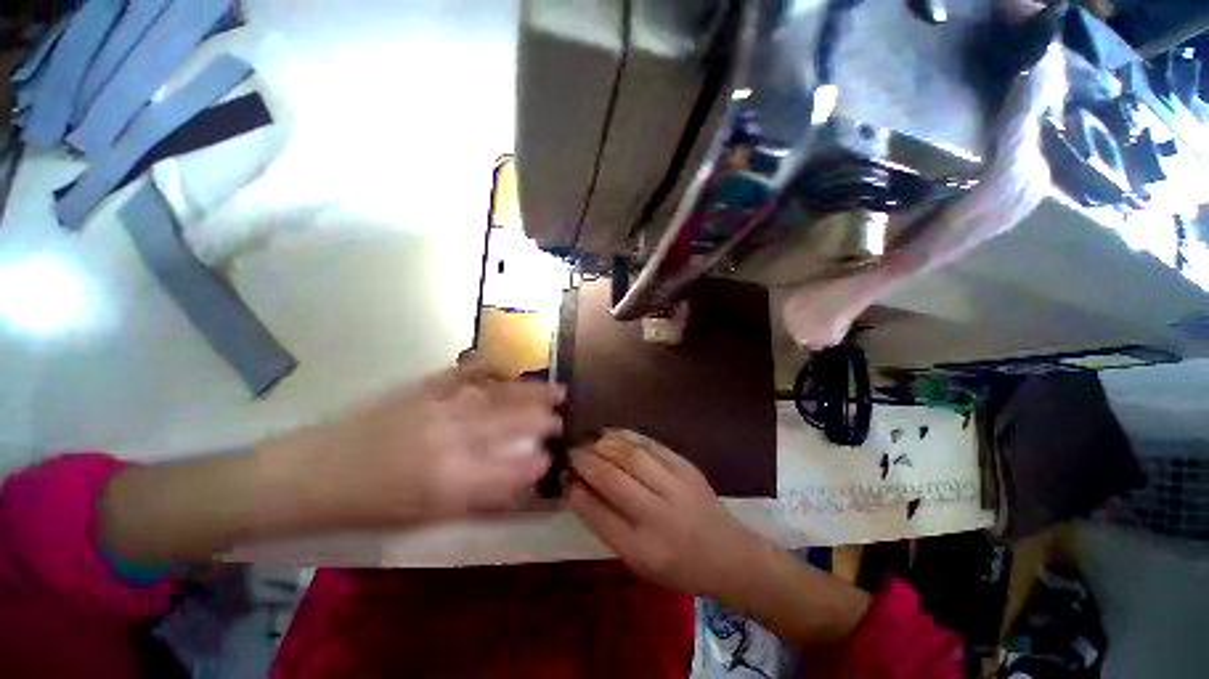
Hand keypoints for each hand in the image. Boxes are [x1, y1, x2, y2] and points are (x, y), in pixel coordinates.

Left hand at [276, 364, 563, 527]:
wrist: (310, 474)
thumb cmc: (368, 506)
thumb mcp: (424, 515)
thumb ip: (476, 498)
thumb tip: (515, 482)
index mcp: (448, 481)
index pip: (508, 469)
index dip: (535, 463)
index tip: (552, 457)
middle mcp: (449, 440)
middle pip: (509, 424)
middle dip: (541, 419)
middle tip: (562, 415)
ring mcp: (436, 408)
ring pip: (497, 397)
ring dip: (528, 392)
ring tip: (553, 388)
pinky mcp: (421, 389)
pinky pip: (464, 375)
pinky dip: (488, 369)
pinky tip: (505, 367)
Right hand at [567, 430, 769, 600]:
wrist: (729, 555)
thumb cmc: (677, 565)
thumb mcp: (637, 559)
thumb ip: (606, 523)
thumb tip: (577, 487)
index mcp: (641, 549)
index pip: (596, 512)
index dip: (574, 489)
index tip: (562, 474)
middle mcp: (656, 515)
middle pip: (611, 477)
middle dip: (585, 460)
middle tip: (571, 451)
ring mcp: (675, 486)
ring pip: (629, 455)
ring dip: (602, 444)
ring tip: (588, 440)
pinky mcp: (686, 466)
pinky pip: (650, 444)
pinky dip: (626, 435)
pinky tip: (612, 433)